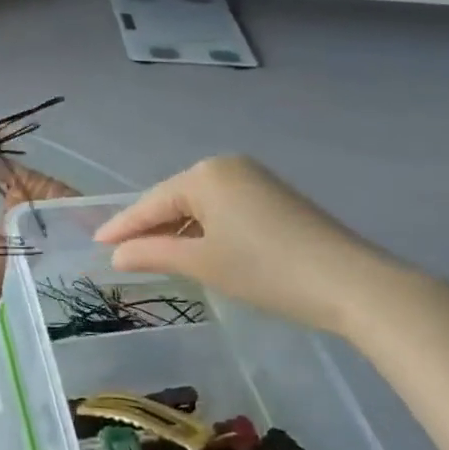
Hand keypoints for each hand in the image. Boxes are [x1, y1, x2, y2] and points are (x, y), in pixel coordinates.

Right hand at [93, 155, 422, 337]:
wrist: (352, 283)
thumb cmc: (266, 270)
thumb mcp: (202, 264)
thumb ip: (152, 254)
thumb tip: (115, 255)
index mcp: (205, 174)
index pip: (151, 203)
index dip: (123, 226)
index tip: (96, 244)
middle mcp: (227, 166)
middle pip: (174, 200)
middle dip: (149, 227)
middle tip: (121, 252)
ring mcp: (254, 179)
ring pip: (200, 206)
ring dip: (177, 231)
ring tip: (152, 255)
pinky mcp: (275, 198)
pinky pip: (224, 209)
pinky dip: (205, 230)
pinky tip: (196, 249)